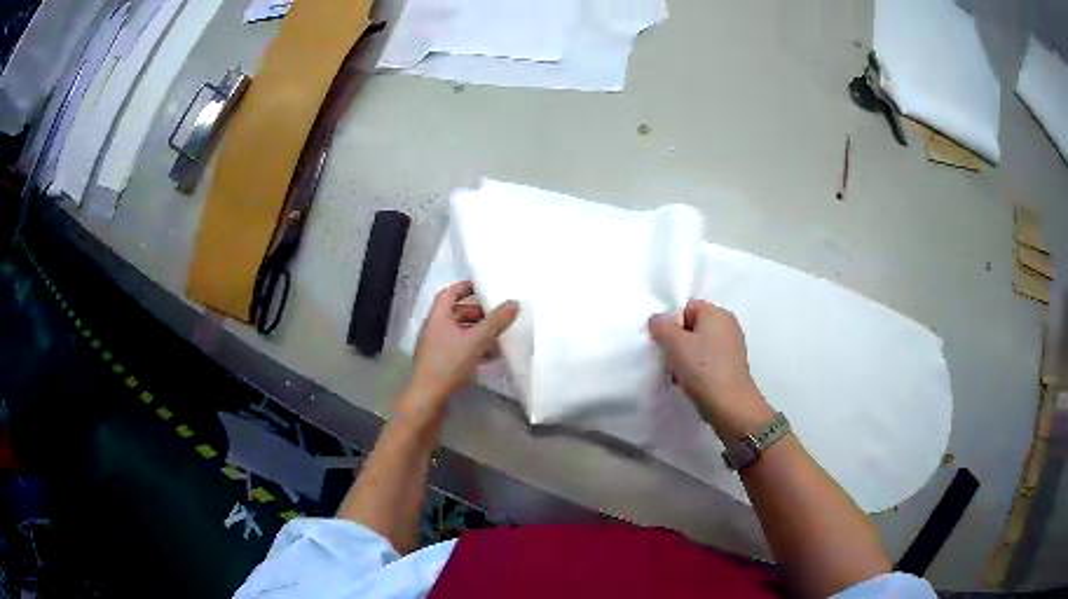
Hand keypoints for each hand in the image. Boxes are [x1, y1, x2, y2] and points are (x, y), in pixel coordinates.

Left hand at [402, 281, 518, 422]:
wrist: (428, 399)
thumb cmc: (448, 365)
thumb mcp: (476, 341)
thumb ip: (495, 322)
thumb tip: (514, 303)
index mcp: (438, 318)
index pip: (450, 293)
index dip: (466, 287)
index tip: (485, 287)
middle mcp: (434, 329)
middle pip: (457, 313)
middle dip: (479, 313)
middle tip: (499, 316)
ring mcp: (436, 348)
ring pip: (460, 333)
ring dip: (479, 333)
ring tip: (500, 338)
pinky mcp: (440, 364)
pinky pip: (460, 350)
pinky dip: (475, 349)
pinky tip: (491, 358)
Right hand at [648, 299, 772, 438]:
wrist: (730, 406)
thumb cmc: (703, 369)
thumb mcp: (674, 343)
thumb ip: (661, 326)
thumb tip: (657, 319)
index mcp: (717, 313)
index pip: (687, 307)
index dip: (671, 323)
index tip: (664, 342)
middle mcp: (728, 325)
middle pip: (693, 326)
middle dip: (677, 341)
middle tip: (669, 359)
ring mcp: (732, 347)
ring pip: (699, 345)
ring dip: (685, 357)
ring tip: (679, 374)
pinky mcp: (732, 366)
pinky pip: (708, 360)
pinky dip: (697, 369)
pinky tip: (691, 383)